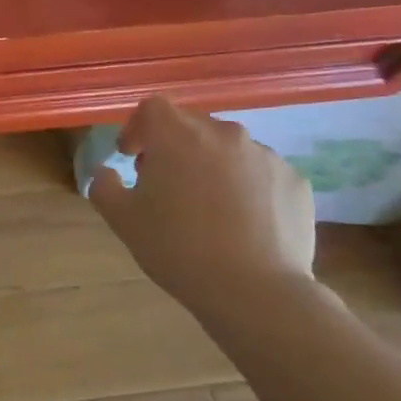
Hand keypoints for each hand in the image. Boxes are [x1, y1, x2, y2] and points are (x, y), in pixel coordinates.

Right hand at [86, 96, 315, 320]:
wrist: (257, 292)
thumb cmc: (178, 248)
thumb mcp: (122, 219)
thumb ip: (104, 185)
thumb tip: (107, 172)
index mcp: (177, 135)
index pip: (152, 108)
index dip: (137, 127)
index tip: (130, 156)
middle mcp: (224, 133)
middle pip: (191, 125)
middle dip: (173, 147)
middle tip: (164, 183)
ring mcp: (266, 156)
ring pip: (228, 149)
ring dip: (211, 165)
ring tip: (207, 206)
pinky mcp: (296, 181)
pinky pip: (261, 172)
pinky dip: (246, 186)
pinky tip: (242, 222)